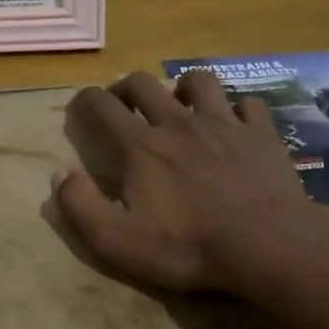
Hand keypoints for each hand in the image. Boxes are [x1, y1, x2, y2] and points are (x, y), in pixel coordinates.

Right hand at [55, 69, 328, 296]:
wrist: (269, 246)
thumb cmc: (189, 247)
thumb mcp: (118, 241)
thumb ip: (80, 206)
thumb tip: (59, 174)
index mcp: (140, 146)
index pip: (100, 104)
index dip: (84, 100)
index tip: (80, 109)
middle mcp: (177, 122)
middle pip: (143, 83)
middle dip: (125, 87)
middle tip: (123, 106)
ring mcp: (223, 123)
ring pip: (198, 81)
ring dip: (182, 87)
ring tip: (180, 106)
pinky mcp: (261, 134)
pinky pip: (248, 104)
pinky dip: (237, 109)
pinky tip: (235, 124)